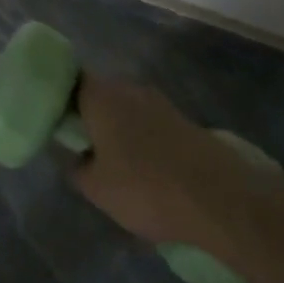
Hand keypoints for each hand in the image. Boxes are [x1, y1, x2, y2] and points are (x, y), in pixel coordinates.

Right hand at [71, 75, 261, 248]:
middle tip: (85, 146)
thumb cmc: (146, 187)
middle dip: (93, 116)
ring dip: (122, 129)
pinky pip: (154, 125)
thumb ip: (76, 168)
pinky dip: (147, 141)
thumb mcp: (97, 189)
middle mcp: (129, 88)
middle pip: (102, 94)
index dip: (62, 98)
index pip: (71, 81)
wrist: (224, 201)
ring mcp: (162, 103)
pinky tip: (150, 171)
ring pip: (130, 110)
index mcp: (100, 95)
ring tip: (119, 164)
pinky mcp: (187, 123)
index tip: (59, 123)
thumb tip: (77, 157)